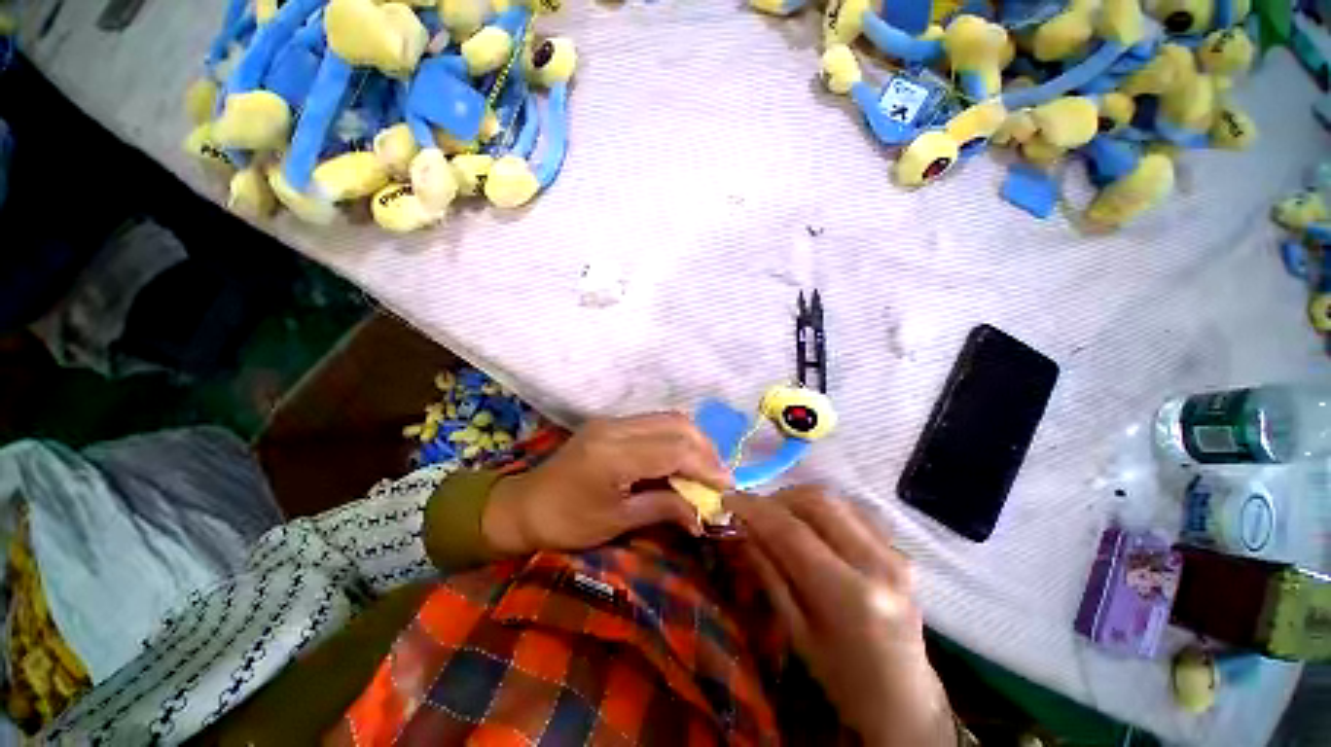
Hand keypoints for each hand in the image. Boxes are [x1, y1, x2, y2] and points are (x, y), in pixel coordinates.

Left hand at [482, 413, 731, 554]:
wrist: (524, 507)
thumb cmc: (566, 524)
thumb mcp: (617, 522)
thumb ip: (664, 508)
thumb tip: (703, 514)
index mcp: (612, 456)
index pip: (673, 449)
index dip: (705, 466)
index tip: (726, 486)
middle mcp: (614, 428)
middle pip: (675, 424)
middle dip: (705, 449)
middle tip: (718, 478)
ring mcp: (611, 421)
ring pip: (668, 418)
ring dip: (693, 441)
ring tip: (704, 469)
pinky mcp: (610, 423)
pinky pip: (654, 422)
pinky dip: (676, 438)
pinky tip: (681, 459)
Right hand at [726, 488, 954, 746]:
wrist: (905, 700)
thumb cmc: (842, 677)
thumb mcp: (796, 631)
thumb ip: (769, 573)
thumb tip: (742, 529)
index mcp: (849, 595)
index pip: (791, 531)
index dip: (755, 509)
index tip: (728, 498)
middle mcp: (876, 563)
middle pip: (817, 502)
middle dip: (777, 497)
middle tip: (754, 509)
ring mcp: (894, 553)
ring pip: (836, 499)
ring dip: (798, 499)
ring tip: (777, 515)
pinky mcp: (899, 550)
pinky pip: (852, 510)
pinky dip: (822, 508)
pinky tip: (808, 523)